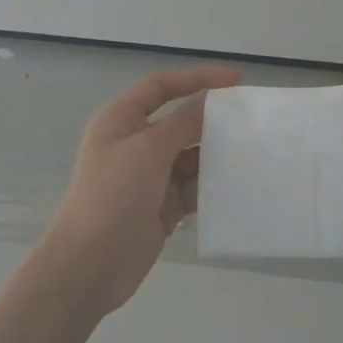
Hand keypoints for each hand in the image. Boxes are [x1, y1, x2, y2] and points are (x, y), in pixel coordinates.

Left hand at [32, 66, 239, 317]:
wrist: (91, 264)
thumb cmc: (113, 195)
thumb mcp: (149, 149)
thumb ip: (183, 122)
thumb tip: (210, 100)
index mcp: (121, 120)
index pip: (162, 87)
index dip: (197, 79)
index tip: (235, 82)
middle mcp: (135, 144)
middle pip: (180, 121)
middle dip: (211, 121)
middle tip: (251, 122)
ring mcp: (150, 177)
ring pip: (190, 156)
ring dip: (216, 155)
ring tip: (252, 153)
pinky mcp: (163, 206)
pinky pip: (194, 188)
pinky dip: (212, 186)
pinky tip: (238, 185)